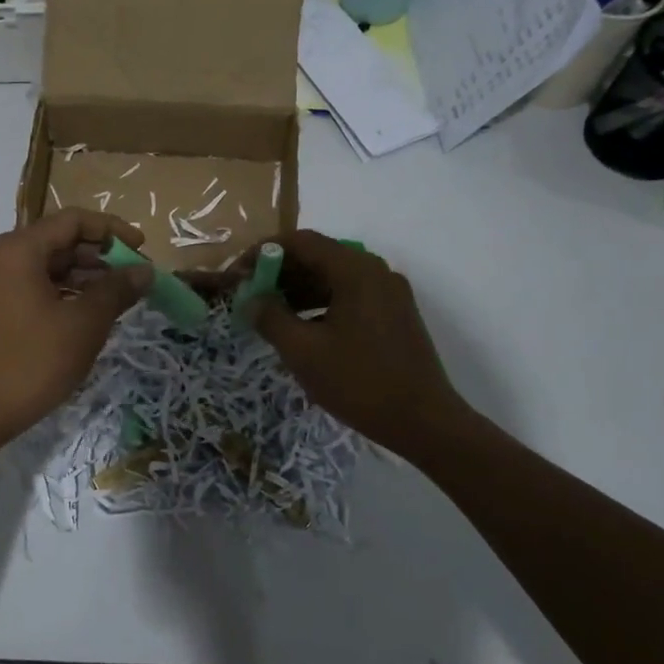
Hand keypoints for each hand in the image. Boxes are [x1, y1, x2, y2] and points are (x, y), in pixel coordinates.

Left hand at [0, 208, 151, 455]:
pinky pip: (33, 286)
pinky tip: (87, 314)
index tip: (143, 248)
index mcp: (18, 249)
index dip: (112, 229)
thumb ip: (117, 290)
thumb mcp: (84, 324)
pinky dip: (63, 293)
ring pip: (46, 266)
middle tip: (134, 277)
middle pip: (58, 241)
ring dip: (84, 277)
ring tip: (118, 298)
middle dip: (100, 255)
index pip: (73, 220)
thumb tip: (145, 270)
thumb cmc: (32, 363)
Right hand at [241, 230, 468, 453]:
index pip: (301, 242)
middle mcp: (375, 271)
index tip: (239, 275)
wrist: (424, 421)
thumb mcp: (303, 351)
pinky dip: (321, 304)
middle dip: (280, 273)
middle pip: (319, 256)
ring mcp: (389, 293)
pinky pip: (350, 295)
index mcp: (355, 270)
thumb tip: (250, 299)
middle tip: (251, 297)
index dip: (264, 253)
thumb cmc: (359, 382)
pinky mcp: (395, 314)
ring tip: (270, 315)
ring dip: (299, 290)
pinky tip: (303, 329)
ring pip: (334, 277)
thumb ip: (270, 317)